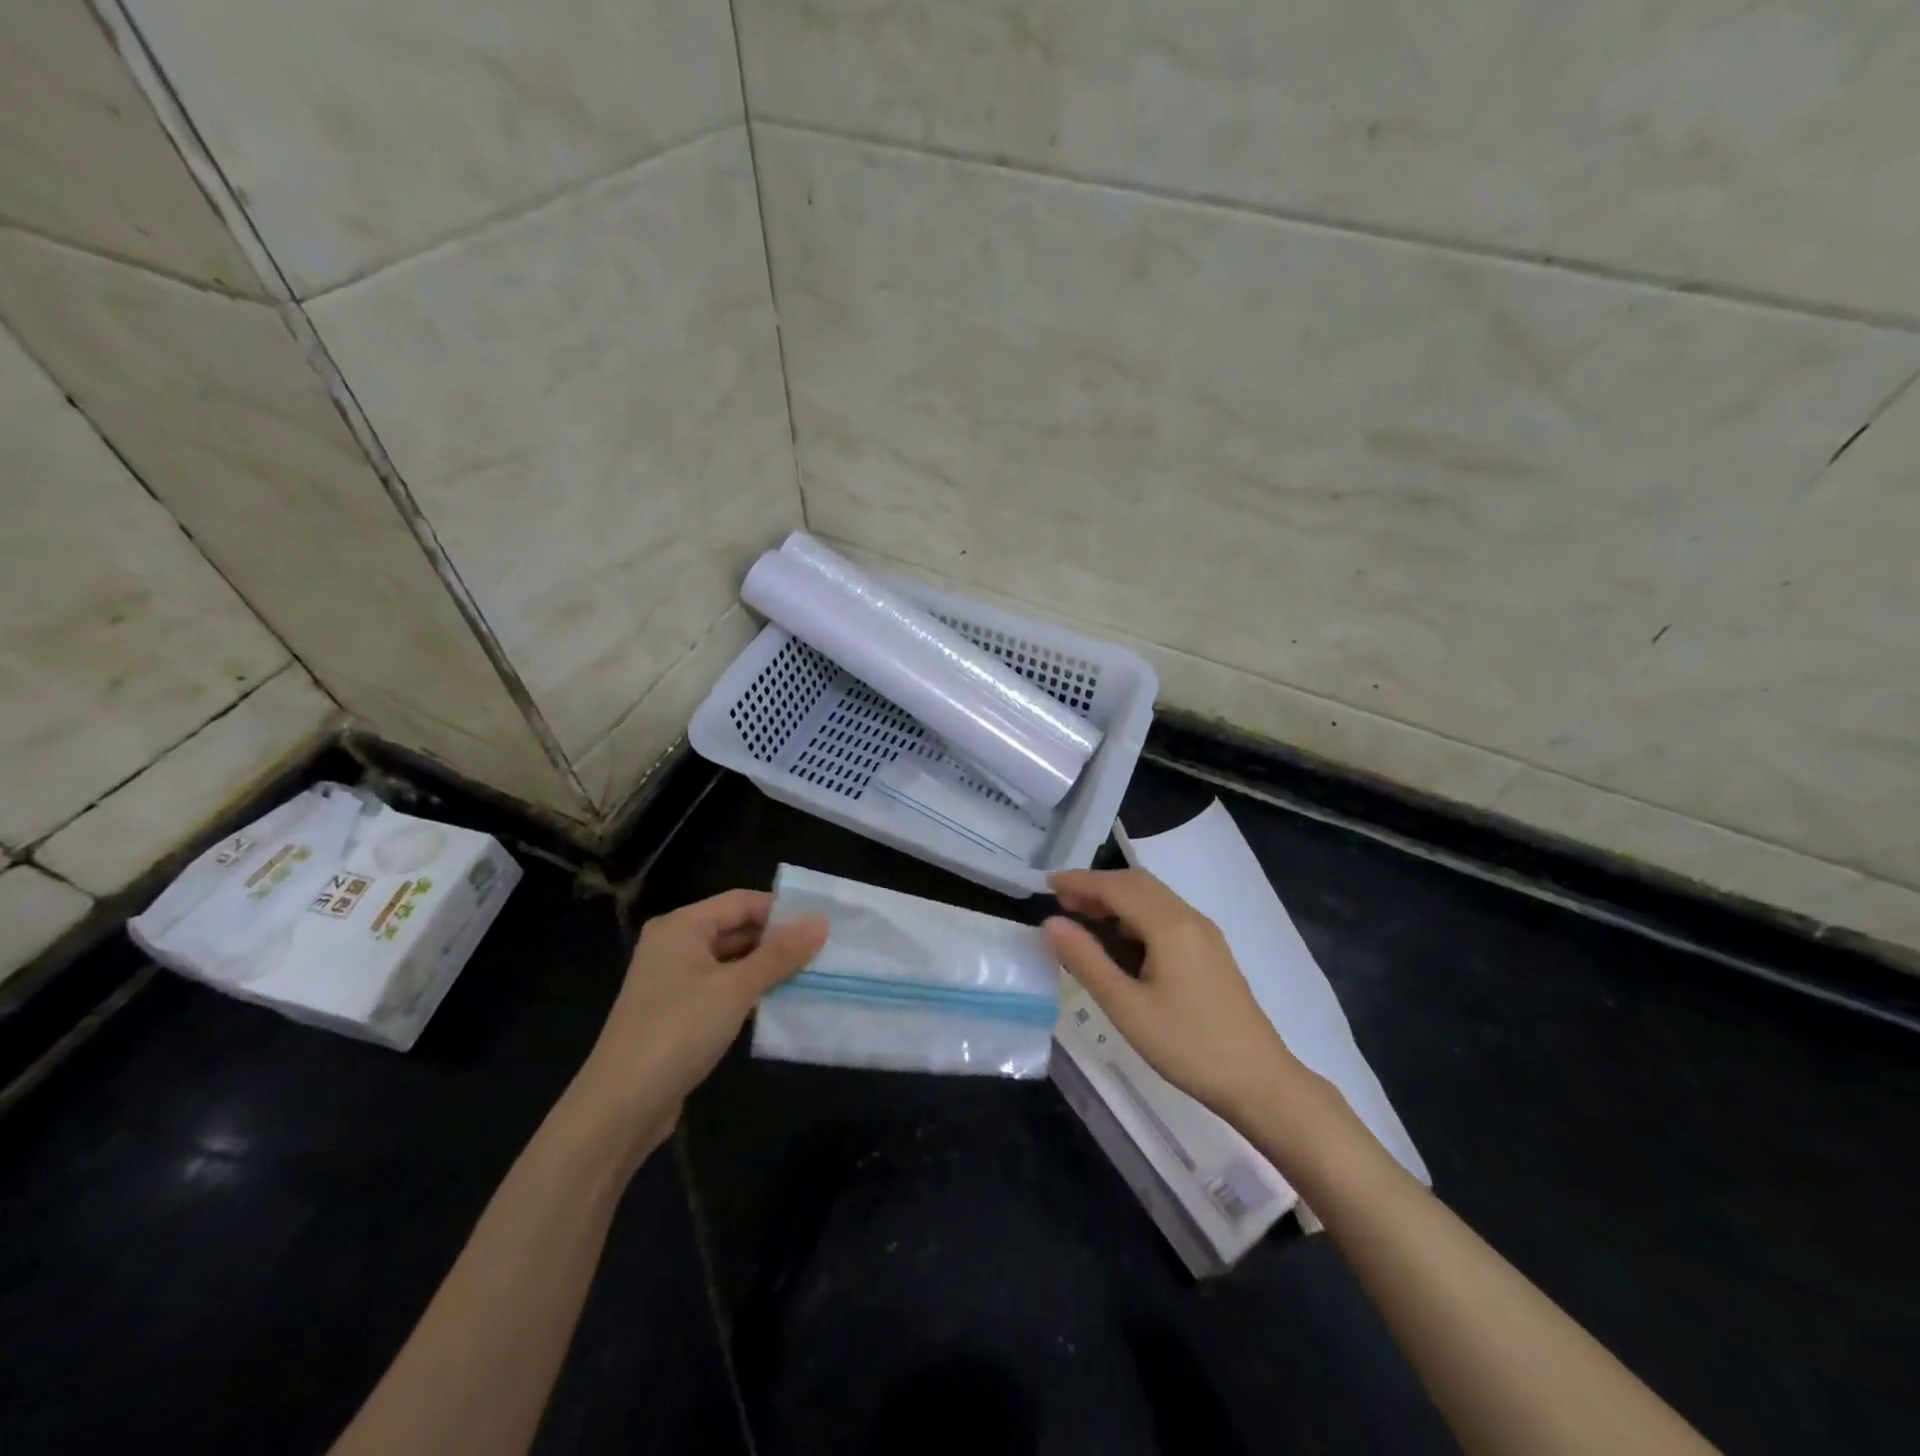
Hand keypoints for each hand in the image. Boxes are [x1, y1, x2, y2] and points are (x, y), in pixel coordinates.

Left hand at [573, 890, 826, 1151]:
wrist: (620, 1107)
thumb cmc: (679, 1031)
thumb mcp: (736, 988)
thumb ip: (780, 954)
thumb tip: (821, 923)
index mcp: (681, 927)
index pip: (741, 902)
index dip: (781, 910)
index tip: (821, 925)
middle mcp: (674, 946)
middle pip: (735, 929)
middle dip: (777, 940)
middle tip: (823, 951)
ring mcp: (673, 982)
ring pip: (731, 962)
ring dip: (767, 968)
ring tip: (811, 975)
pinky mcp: (677, 1014)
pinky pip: (722, 989)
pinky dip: (749, 992)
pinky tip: (779, 1003)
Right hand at [1044, 868, 1303, 1120]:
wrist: (1260, 1081)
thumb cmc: (1187, 1046)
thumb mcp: (1126, 1007)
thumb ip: (1086, 960)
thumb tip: (1051, 923)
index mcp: (1170, 925)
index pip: (1117, 887)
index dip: (1079, 881)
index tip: (1046, 884)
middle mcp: (1190, 918)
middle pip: (1137, 884)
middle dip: (1097, 886)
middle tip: (1062, 903)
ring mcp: (1205, 934)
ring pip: (1154, 898)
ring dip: (1117, 900)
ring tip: (1084, 920)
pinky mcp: (1211, 951)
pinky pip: (1167, 916)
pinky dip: (1136, 915)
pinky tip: (1122, 942)